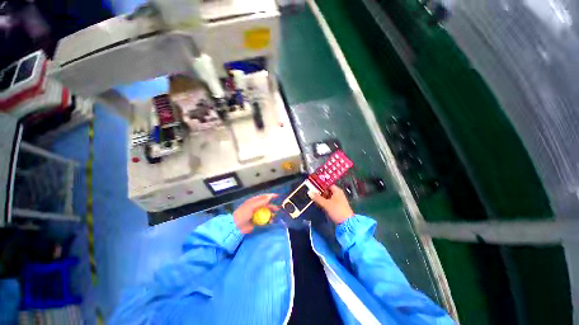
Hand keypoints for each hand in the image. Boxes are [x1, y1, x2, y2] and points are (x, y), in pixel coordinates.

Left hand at [233, 194, 278, 233]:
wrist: (236, 226)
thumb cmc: (243, 213)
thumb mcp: (252, 206)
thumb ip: (261, 201)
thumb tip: (269, 197)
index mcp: (254, 201)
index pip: (263, 197)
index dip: (270, 196)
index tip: (277, 196)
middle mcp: (256, 207)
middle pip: (266, 205)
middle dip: (272, 206)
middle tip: (278, 208)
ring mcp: (256, 214)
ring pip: (266, 212)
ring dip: (271, 213)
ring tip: (274, 216)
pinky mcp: (257, 221)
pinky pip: (265, 220)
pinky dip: (268, 220)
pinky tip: (271, 222)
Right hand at [308, 185, 353, 223]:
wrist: (347, 223)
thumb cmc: (337, 210)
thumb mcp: (326, 204)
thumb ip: (317, 198)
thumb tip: (309, 192)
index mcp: (337, 191)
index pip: (328, 185)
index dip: (321, 186)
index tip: (314, 188)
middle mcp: (338, 194)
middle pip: (328, 191)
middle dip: (320, 193)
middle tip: (313, 195)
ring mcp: (338, 201)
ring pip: (328, 197)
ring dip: (322, 199)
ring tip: (315, 201)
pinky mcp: (337, 207)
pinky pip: (329, 202)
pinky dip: (325, 203)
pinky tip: (320, 205)